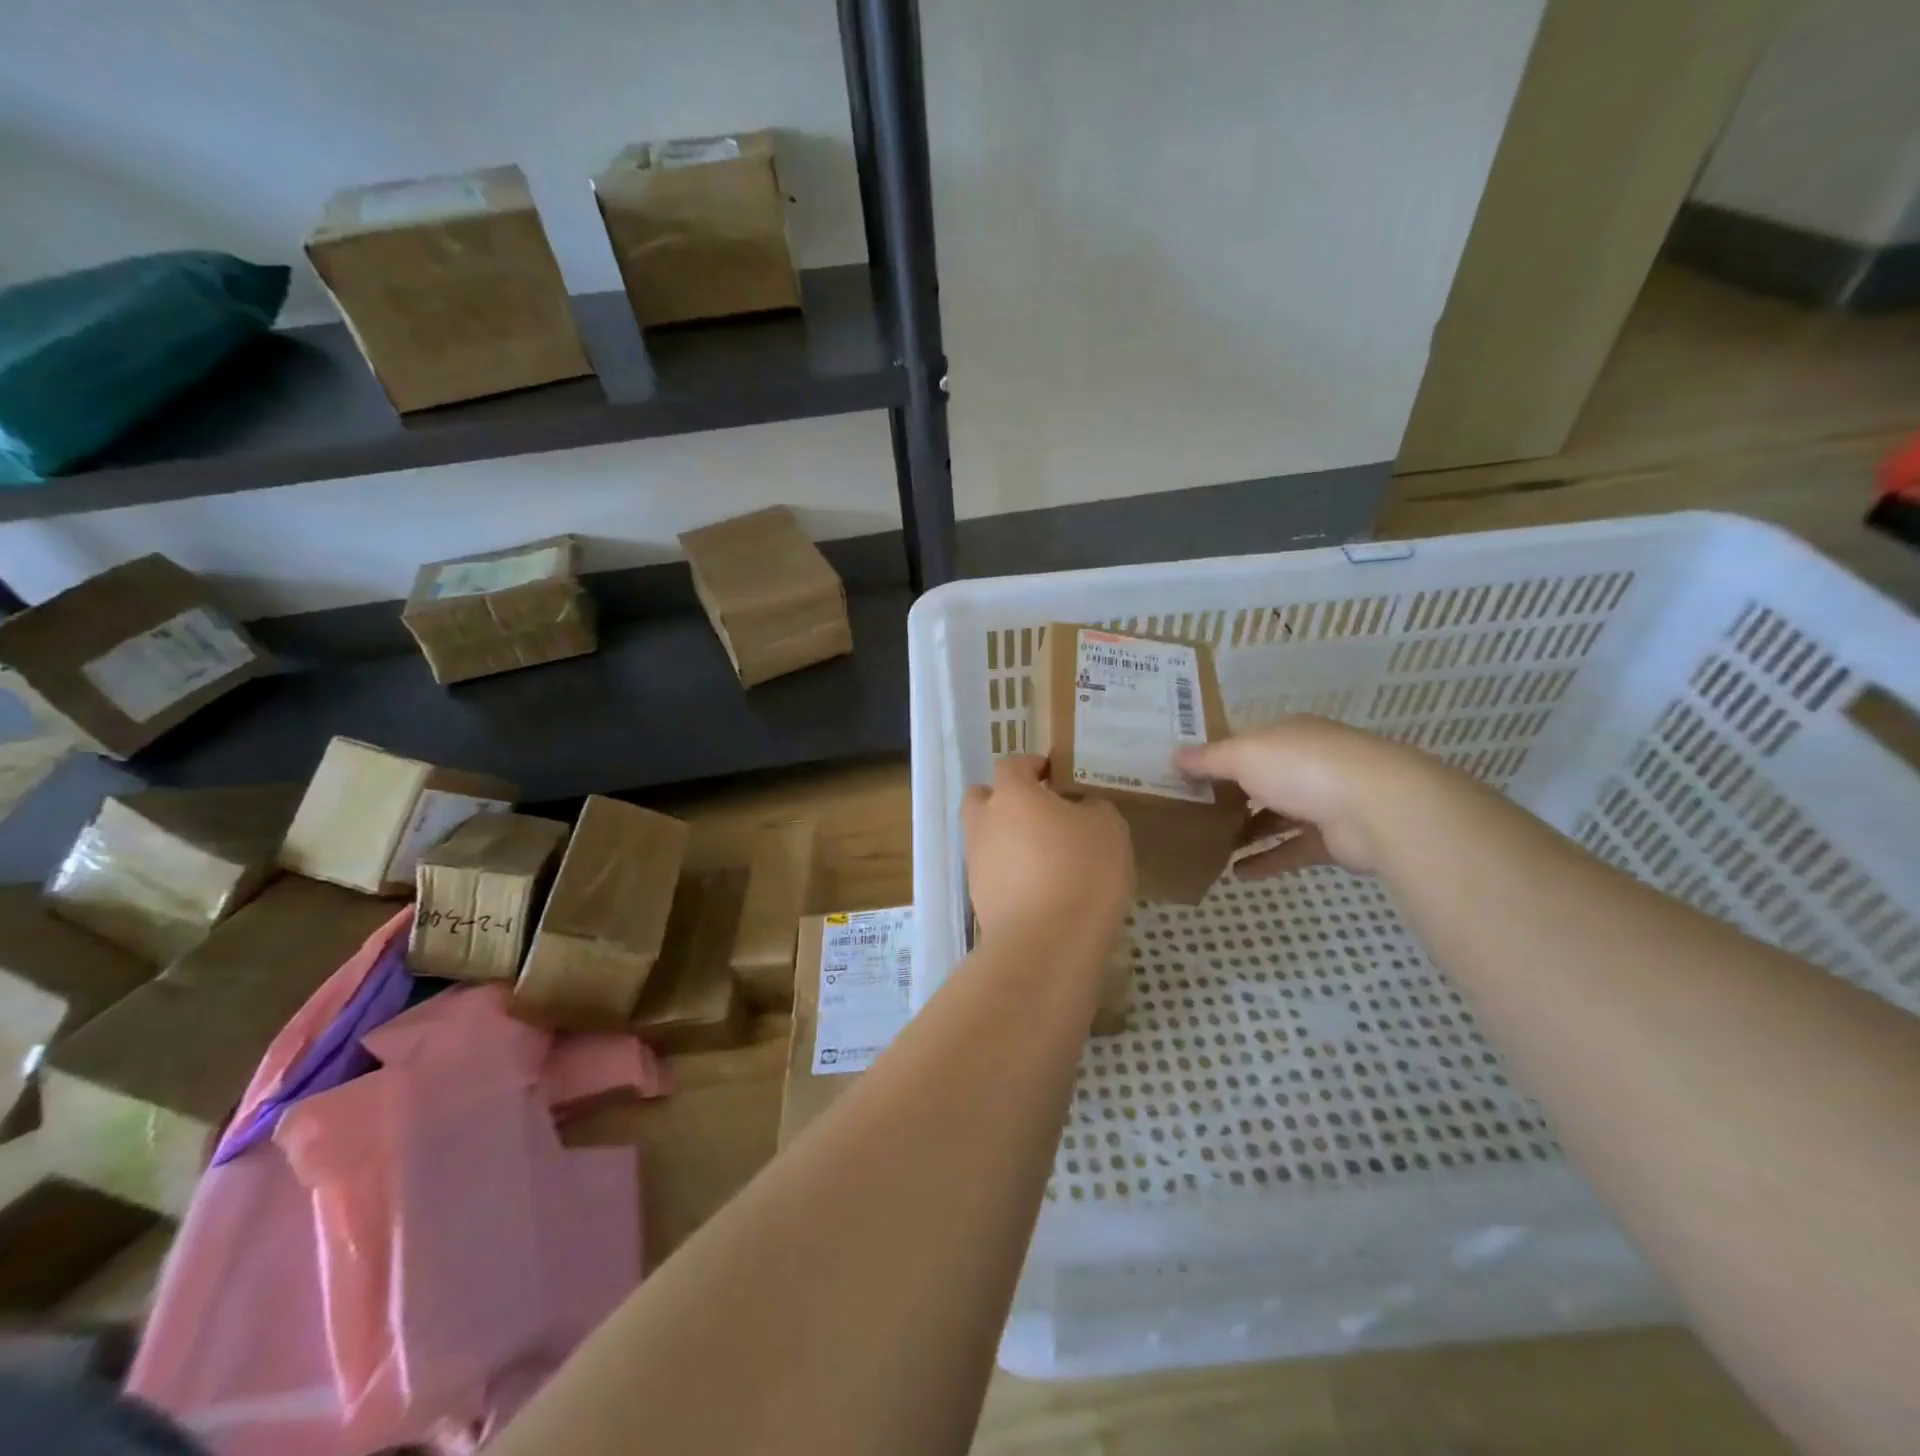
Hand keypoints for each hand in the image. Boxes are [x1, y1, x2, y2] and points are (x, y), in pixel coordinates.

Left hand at [962, 755, 1133, 941]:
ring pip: (987, 838)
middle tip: (1040, 813)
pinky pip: (995, 874)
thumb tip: (1079, 809)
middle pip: (982, 799)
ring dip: (1009, 840)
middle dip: (1005, 800)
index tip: (1055, 775)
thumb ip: (1091, 807)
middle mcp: (984, 823)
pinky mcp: (980, 900)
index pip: (1012, 765)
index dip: (1032, 766)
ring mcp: (977, 863)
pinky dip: (1013, 874)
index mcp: (1011, 795)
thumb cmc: (1081, 871)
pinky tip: (1045, 889)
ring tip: (1049, 857)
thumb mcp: (1108, 827)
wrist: (1047, 944)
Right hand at [1173, 716, 1439, 875]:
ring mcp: (1323, 801)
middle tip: (1190, 814)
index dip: (1215, 757)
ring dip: (1245, 831)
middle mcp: (1306, 763)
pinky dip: (1267, 860)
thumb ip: (1208, 759)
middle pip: (1260, 780)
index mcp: (1288, 735)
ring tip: (1209, 847)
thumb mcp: (1244, 755)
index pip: (1245, 743)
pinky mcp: (1333, 839)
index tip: (1184, 776)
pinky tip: (1237, 874)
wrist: (1378, 808)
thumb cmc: (1303, 768)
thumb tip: (1173, 756)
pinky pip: (1292, 850)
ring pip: (1275, 816)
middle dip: (1228, 797)